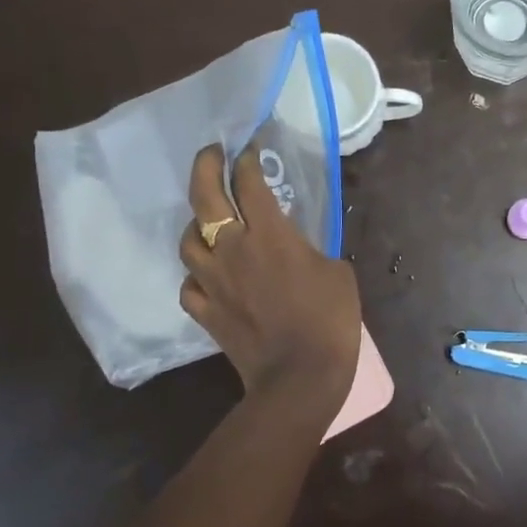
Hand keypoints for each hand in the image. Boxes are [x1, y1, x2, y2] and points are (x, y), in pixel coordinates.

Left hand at [179, 144, 360, 403]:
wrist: (300, 376)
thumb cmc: (329, 320)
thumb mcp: (337, 273)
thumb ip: (312, 250)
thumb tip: (297, 248)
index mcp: (271, 236)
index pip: (249, 185)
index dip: (247, 162)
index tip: (248, 150)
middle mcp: (233, 250)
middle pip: (204, 198)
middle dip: (205, 167)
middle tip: (212, 154)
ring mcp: (213, 282)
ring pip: (188, 240)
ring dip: (197, 224)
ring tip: (210, 222)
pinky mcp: (205, 312)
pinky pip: (191, 284)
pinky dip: (198, 274)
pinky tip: (210, 275)